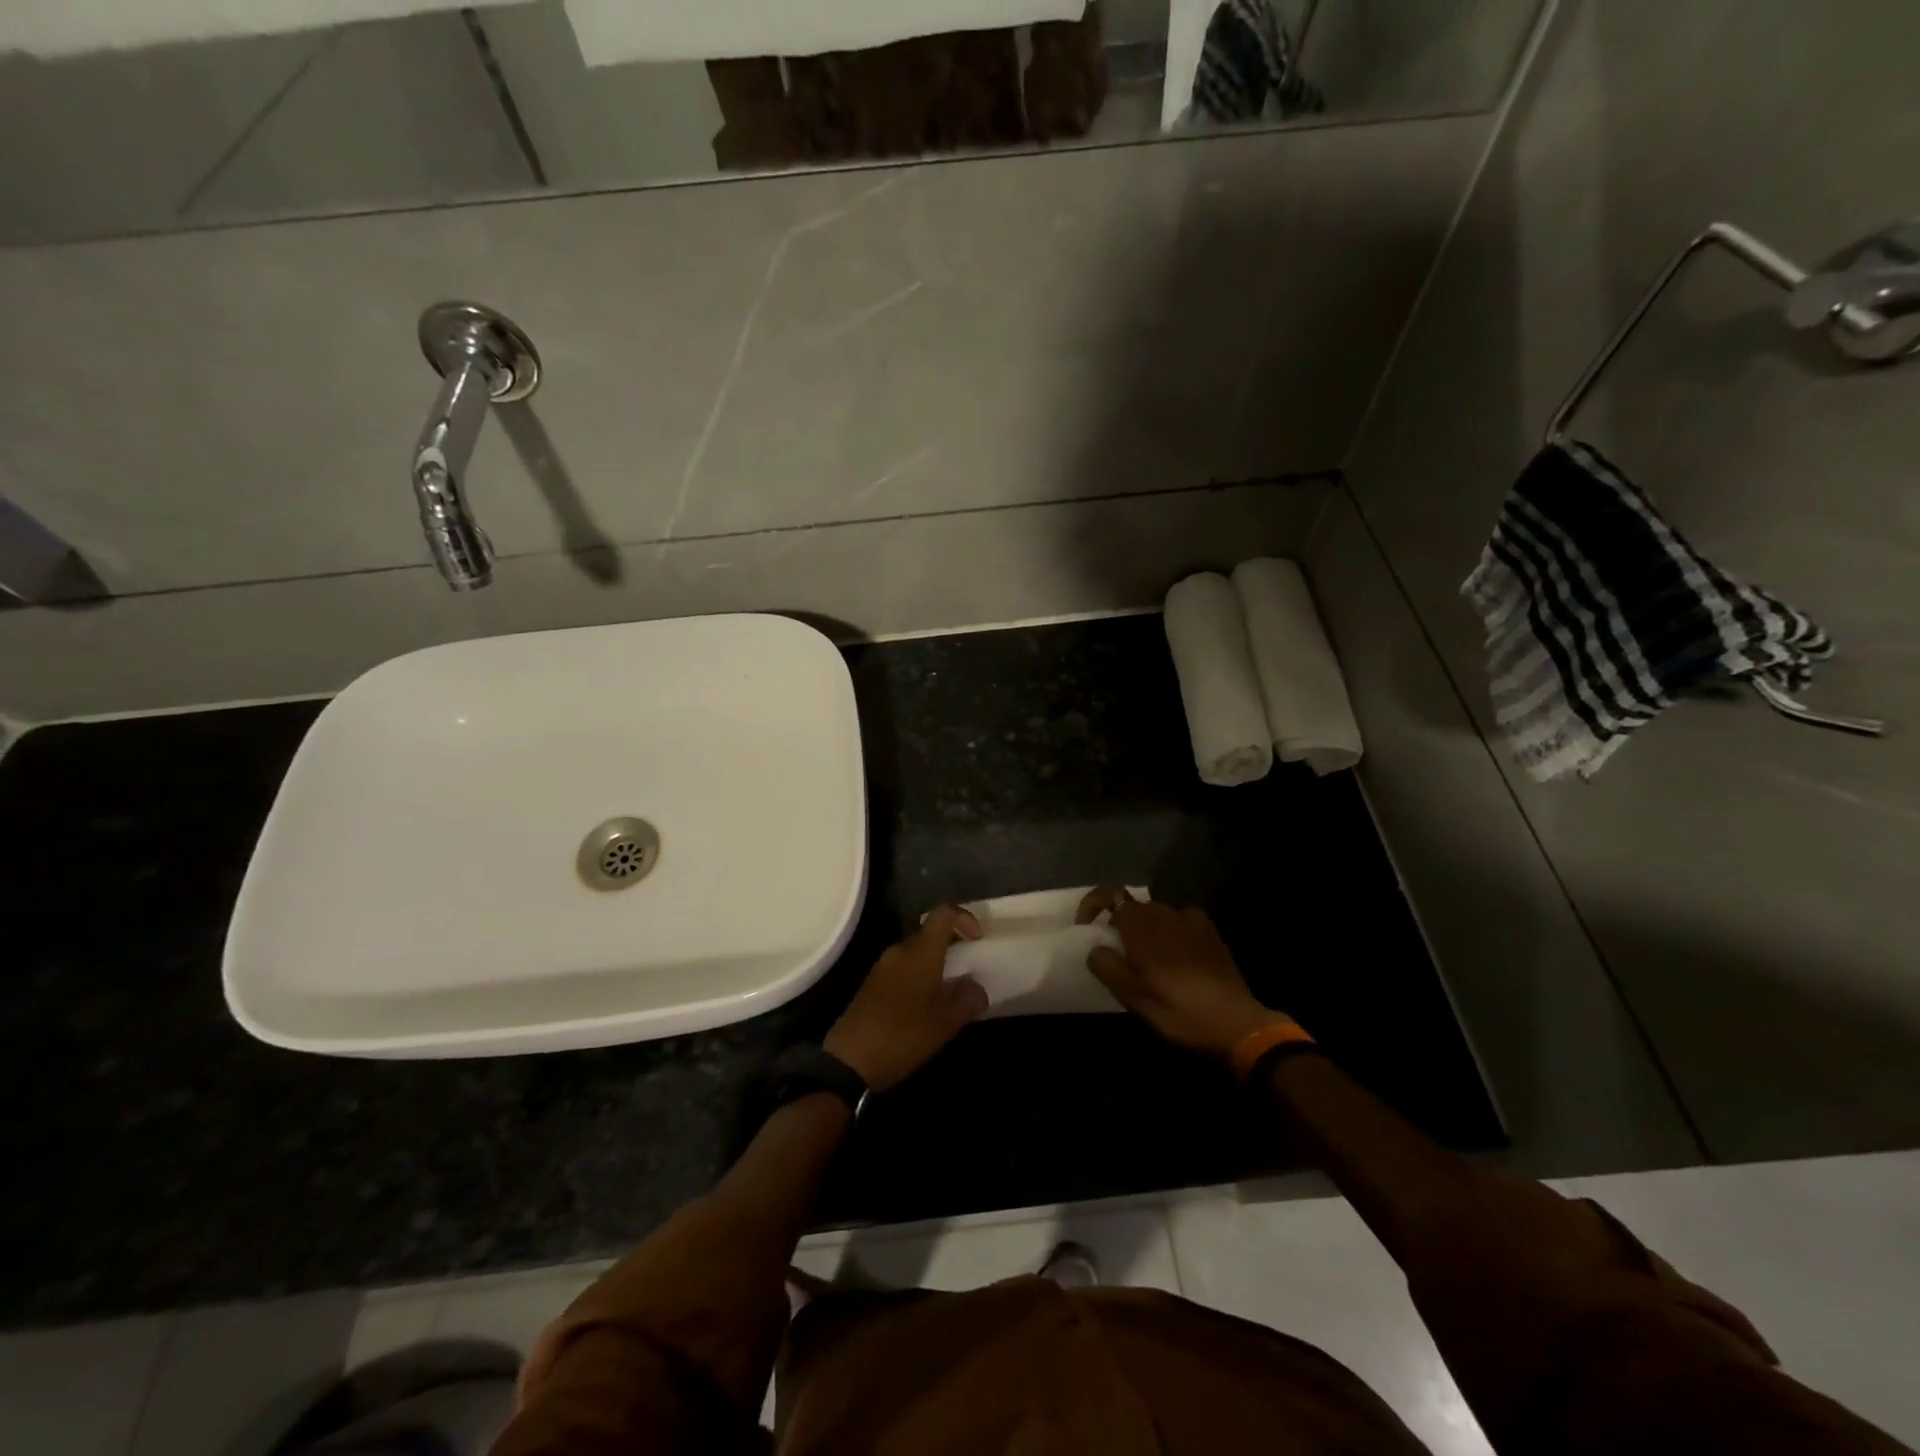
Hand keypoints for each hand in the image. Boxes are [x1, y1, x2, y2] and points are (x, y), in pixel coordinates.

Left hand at [824, 905, 989, 1091]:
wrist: (849, 1060)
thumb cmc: (902, 1036)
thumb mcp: (945, 1023)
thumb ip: (968, 1000)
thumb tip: (977, 987)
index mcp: (920, 952)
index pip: (944, 914)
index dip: (965, 919)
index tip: (979, 940)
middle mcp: (900, 950)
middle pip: (930, 932)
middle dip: (953, 945)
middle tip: (969, 969)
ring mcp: (883, 966)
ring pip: (916, 951)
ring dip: (936, 963)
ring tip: (950, 991)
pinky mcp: (872, 983)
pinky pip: (903, 967)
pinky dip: (920, 975)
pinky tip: (925, 1005)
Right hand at [1078, 888, 1287, 1061]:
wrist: (1237, 1024)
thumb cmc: (1178, 1012)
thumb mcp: (1134, 998)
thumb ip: (1107, 967)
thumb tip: (1095, 948)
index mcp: (1141, 927)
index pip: (1109, 895)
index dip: (1092, 905)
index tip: (1085, 927)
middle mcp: (1164, 914)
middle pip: (1133, 905)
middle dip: (1118, 921)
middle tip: (1116, 953)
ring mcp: (1190, 920)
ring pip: (1157, 913)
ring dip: (1145, 928)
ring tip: (1145, 957)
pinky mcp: (1210, 932)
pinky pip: (1181, 920)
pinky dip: (1171, 929)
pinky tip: (1175, 952)